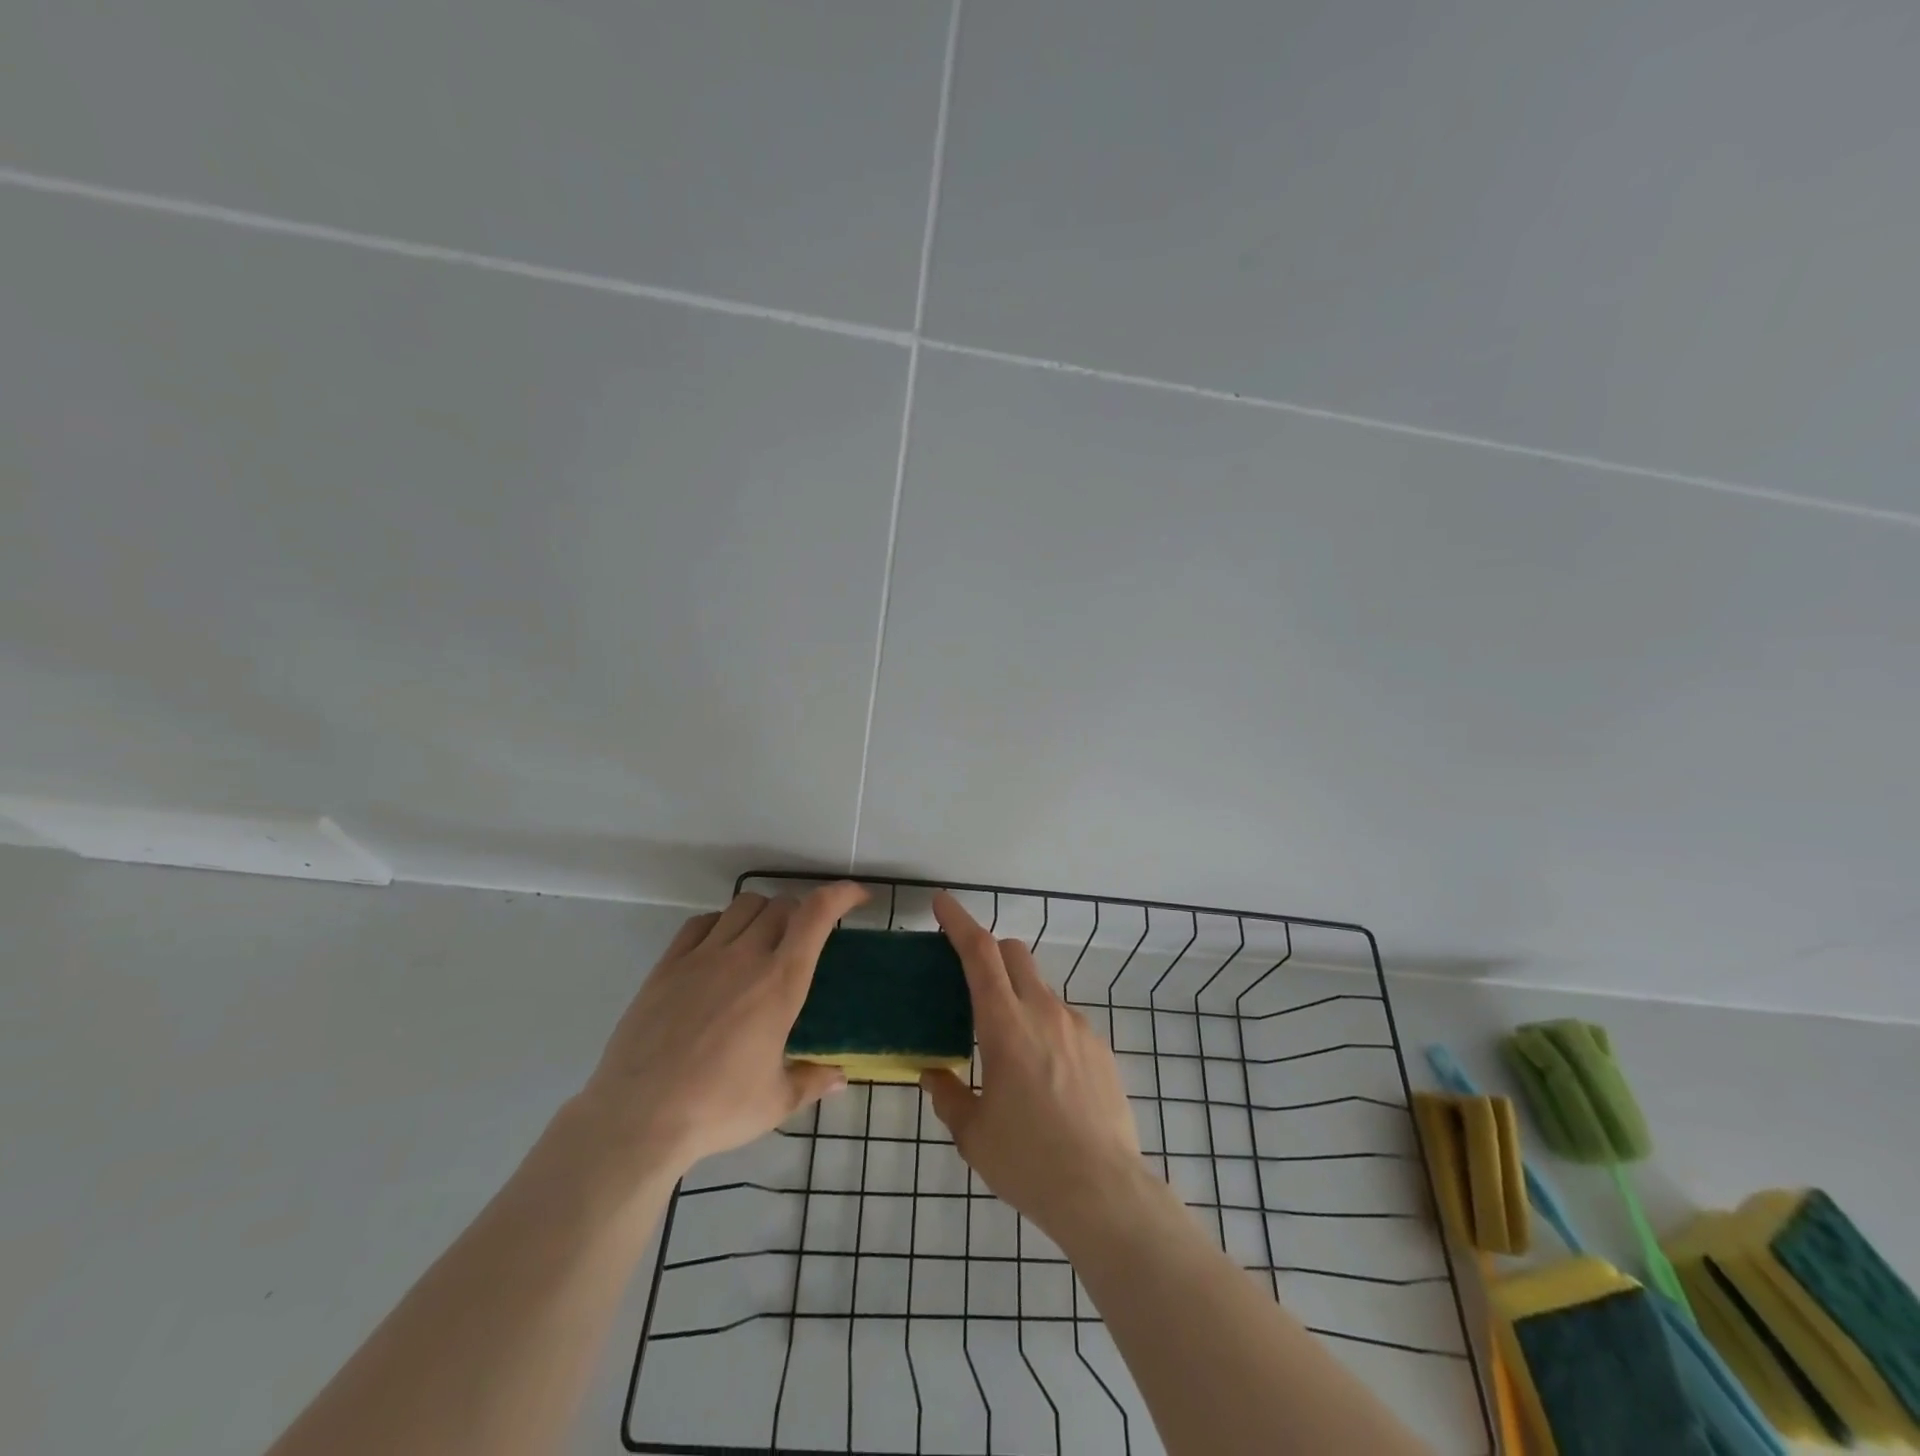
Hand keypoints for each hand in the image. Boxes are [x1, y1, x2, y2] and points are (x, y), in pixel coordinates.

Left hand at [576, 882, 867, 1180]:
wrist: (636, 1119)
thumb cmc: (716, 1110)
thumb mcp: (775, 1102)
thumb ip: (812, 1081)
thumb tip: (840, 1077)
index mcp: (780, 983)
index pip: (817, 914)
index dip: (842, 894)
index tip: (858, 895)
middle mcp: (745, 957)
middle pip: (782, 905)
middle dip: (803, 912)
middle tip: (806, 938)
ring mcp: (702, 956)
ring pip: (742, 905)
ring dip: (763, 912)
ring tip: (764, 939)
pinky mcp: (667, 966)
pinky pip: (700, 923)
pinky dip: (720, 923)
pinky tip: (719, 948)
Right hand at [921, 891, 1147, 1240]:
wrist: (1104, 1193)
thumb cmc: (1028, 1162)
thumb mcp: (973, 1134)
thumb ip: (949, 1095)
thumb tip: (935, 1074)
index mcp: (1005, 1025)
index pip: (980, 953)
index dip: (959, 922)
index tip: (943, 902)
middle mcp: (1044, 1012)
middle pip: (1014, 954)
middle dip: (989, 951)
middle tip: (970, 979)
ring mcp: (1078, 1027)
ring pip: (1040, 988)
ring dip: (1018, 995)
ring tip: (1009, 1047)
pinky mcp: (1101, 1048)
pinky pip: (1064, 1020)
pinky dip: (1045, 1026)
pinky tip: (1044, 1075)